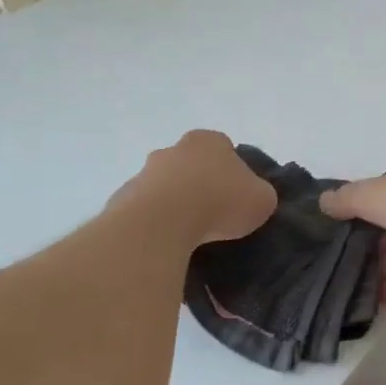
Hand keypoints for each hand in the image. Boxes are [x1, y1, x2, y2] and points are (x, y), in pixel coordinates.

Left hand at [127, 131, 276, 246]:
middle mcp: (174, 149)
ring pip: (166, 187)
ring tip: (190, 236)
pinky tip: (167, 243)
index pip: (225, 150)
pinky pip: (146, 211)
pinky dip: (156, 223)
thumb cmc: (220, 201)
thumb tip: (251, 199)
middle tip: (214, 216)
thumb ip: (259, 195)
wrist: (163, 221)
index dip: (234, 174)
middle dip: (201, 185)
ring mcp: (145, 172)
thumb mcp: (262, 200)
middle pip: (192, 165)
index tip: (237, 197)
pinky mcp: (124, 199)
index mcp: (210, 141)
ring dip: (176, 205)